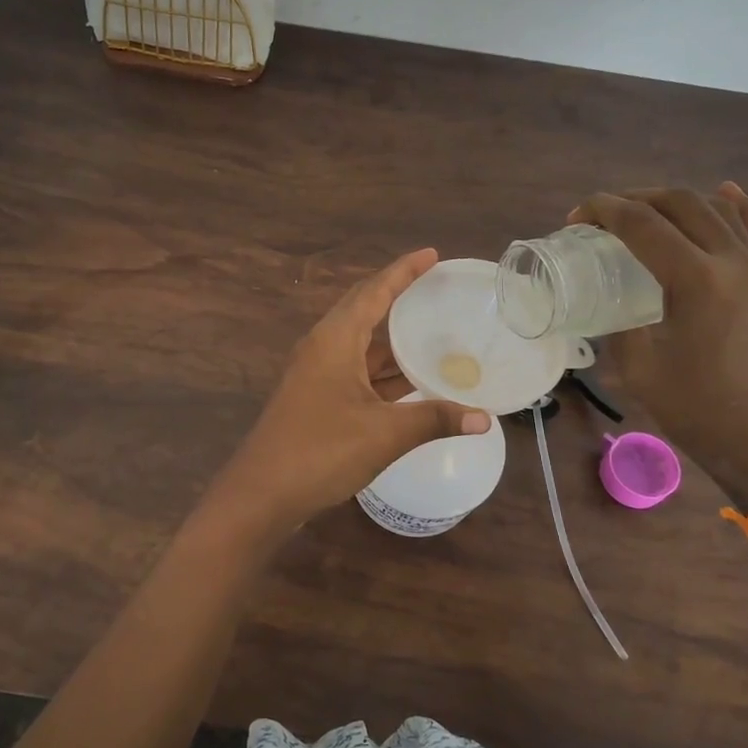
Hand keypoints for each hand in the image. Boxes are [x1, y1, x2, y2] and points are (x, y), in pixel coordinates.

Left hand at [209, 249, 491, 527]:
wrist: (262, 494)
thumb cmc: (321, 451)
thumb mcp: (384, 434)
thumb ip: (435, 420)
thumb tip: (485, 419)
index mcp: (334, 340)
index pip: (374, 291)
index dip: (403, 271)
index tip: (431, 254)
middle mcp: (323, 348)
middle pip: (365, 312)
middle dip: (400, 299)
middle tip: (437, 290)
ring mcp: (316, 374)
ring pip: (361, 346)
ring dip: (393, 341)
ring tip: (435, 332)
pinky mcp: (316, 399)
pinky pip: (356, 371)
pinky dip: (384, 372)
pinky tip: (411, 379)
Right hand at [571, 184, 747, 509]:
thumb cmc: (697, 410)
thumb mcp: (638, 368)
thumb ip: (620, 324)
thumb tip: (609, 302)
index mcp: (695, 280)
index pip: (643, 224)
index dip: (604, 212)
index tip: (575, 218)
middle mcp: (731, 261)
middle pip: (680, 204)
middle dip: (634, 199)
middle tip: (600, 217)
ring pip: (716, 209)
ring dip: (674, 200)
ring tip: (641, 210)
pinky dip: (738, 206)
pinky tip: (725, 192)